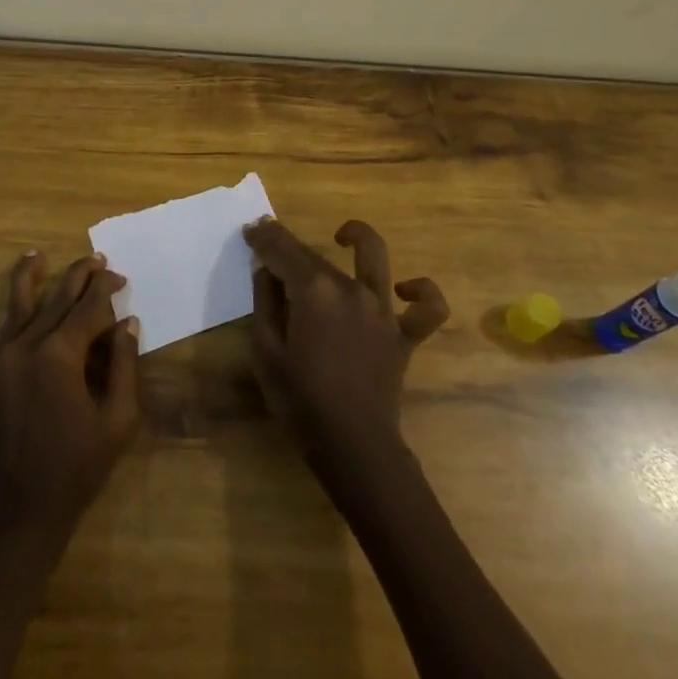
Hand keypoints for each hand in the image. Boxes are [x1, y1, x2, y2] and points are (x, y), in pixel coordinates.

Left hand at [0, 252, 141, 548]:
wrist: (16, 521)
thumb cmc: (74, 473)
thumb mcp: (117, 423)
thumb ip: (124, 368)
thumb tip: (126, 324)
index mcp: (62, 355)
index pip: (90, 309)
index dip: (107, 290)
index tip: (119, 278)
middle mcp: (27, 347)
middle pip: (57, 300)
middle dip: (78, 277)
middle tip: (94, 259)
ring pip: (14, 308)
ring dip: (27, 277)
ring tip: (35, 253)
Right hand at [245, 218, 449, 466]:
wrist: (354, 447)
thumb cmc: (301, 401)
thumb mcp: (266, 351)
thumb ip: (265, 302)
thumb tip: (266, 269)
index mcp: (315, 291)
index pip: (283, 250)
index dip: (264, 237)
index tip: (250, 231)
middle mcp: (351, 289)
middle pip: (316, 256)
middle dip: (289, 246)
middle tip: (269, 246)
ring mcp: (383, 310)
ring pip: (373, 259)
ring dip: (358, 237)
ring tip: (341, 236)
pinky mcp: (404, 335)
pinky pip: (427, 309)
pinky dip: (421, 293)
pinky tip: (403, 288)